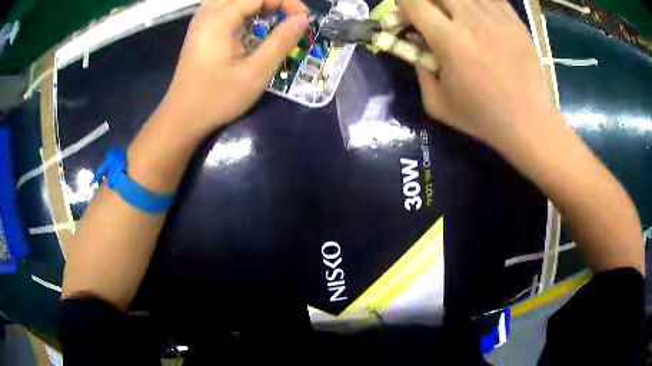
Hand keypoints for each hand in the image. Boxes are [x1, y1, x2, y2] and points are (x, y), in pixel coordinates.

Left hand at [157, 0, 308, 137]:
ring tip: (271, 15)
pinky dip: (241, 8)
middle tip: (288, 16)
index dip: (286, 1)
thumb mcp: (255, 73)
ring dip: (255, 3)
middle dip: (272, 0)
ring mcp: (200, 22)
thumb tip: (302, 19)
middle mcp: (207, 14)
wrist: (181, 118)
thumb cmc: (217, 98)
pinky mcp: (198, 32)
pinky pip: (221, 7)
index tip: (303, 18)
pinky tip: (250, 20)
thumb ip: (281, 41)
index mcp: (220, 19)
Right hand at [399, 0, 557, 149]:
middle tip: (431, 14)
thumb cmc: (483, 117)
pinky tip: (478, 17)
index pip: (414, 2)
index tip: (405, 14)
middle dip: (427, 1)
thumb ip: (418, 69)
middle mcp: (471, 19)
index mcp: (449, 40)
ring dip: (452, 3)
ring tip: (456, 18)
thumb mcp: (438, 104)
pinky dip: (477, 3)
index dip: (403, 3)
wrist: (529, 122)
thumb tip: (413, 42)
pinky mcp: (514, 19)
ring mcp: (496, 16)